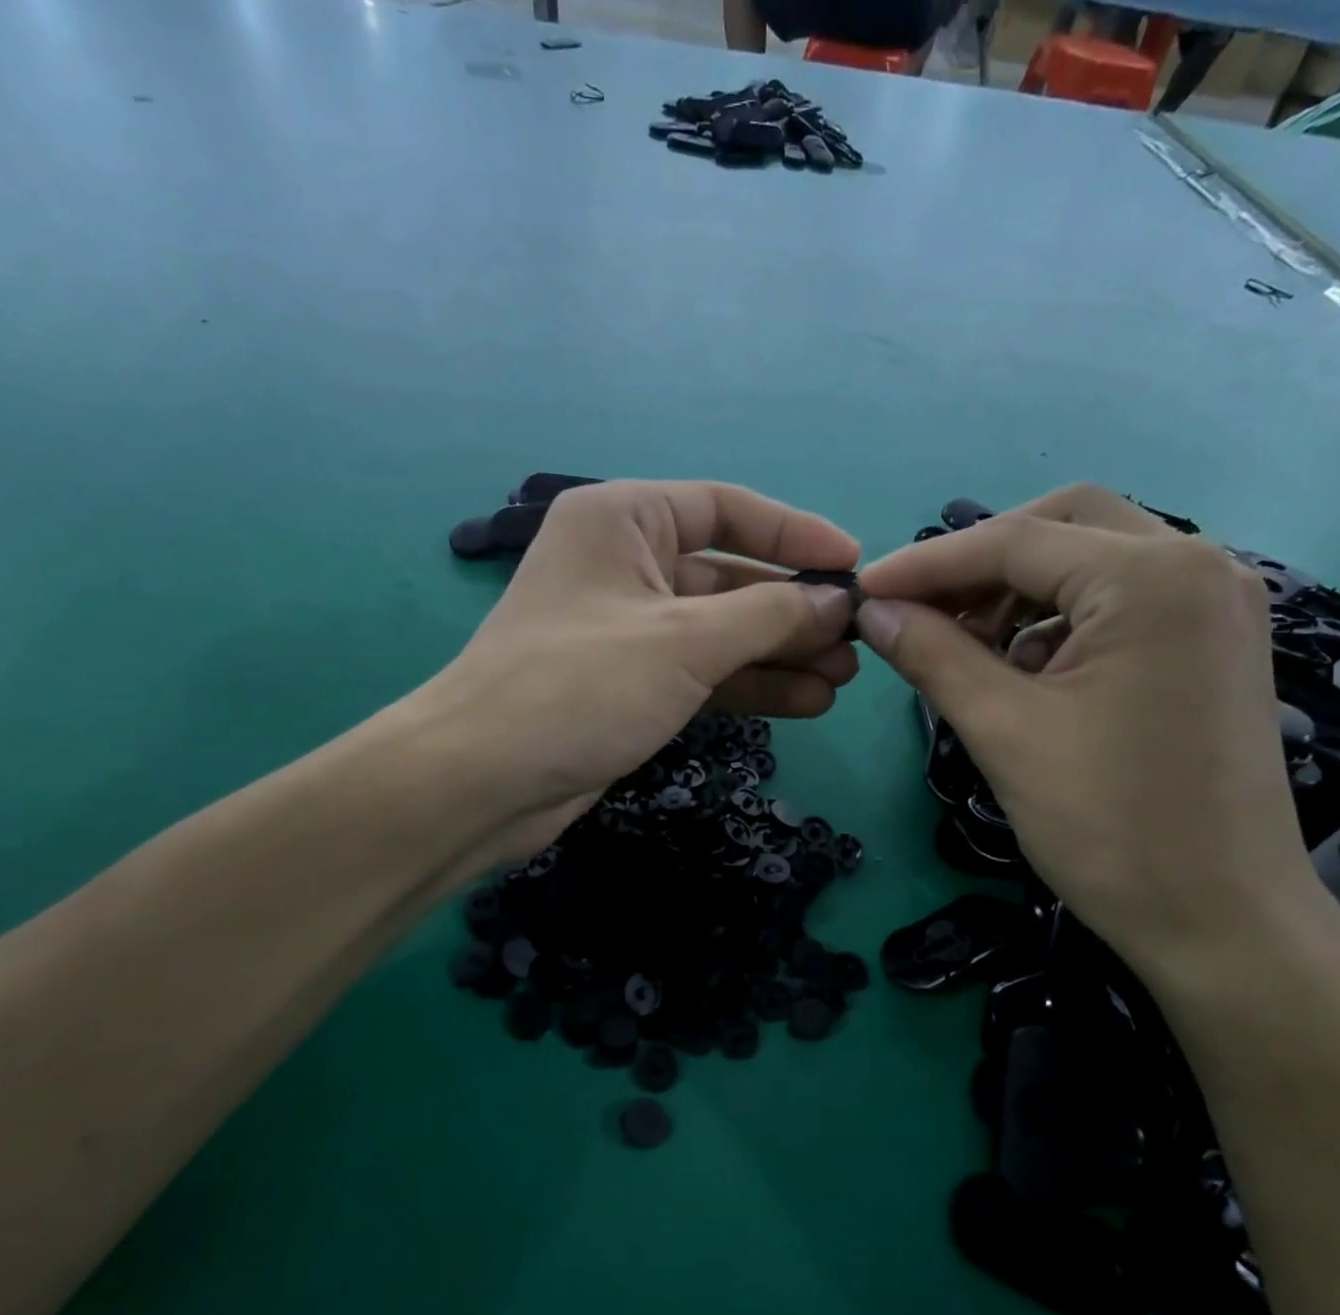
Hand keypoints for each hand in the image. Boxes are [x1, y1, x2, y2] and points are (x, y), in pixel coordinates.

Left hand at [420, 479, 859, 860]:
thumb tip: (838, 601)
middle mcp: (625, 563)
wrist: (482, 783)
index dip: (795, 534)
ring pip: (720, 630)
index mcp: (624, 519)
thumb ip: (769, 616)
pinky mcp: (630, 682)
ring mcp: (628, 627)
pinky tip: (806, 702)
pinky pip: (703, 671)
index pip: (727, 507)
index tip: (853, 564)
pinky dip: (749, 684)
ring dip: (780, 653)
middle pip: (729, 575)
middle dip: (793, 610)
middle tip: (857, 641)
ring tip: (844, 679)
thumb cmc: (580, 686)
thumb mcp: (685, 642)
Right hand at [854, 485, 1320, 975]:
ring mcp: (1215, 603)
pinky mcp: (1212, 642)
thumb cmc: (1110, 827)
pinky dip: (1058, 617)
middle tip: (920, 609)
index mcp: (1152, 577)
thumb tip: (872, 610)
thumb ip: (932, 654)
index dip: (926, 564)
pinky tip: (1021, 667)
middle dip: (980, 562)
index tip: (863, 591)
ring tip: (964, 645)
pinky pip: (1118, 600)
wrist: (1223, 924)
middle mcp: (1199, 564)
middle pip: (1061, 525)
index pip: (1014, 541)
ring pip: (1091, 559)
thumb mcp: (1004, 731)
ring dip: (1017, 590)